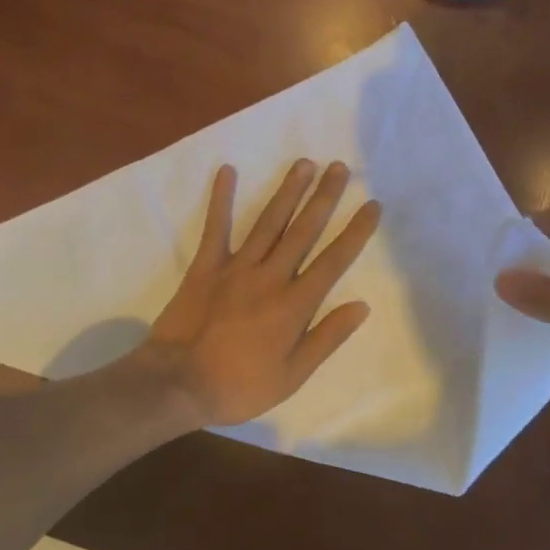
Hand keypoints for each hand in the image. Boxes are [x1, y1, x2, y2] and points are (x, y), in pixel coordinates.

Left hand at [139, 160, 380, 426]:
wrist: (178, 384)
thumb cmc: (239, 385)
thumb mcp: (292, 375)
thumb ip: (326, 338)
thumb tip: (361, 306)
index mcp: (294, 304)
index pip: (333, 260)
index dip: (355, 231)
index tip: (371, 205)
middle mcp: (270, 276)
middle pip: (303, 230)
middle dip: (324, 197)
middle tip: (339, 167)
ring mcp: (236, 267)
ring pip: (269, 222)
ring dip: (288, 191)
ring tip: (304, 163)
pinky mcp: (205, 266)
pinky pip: (216, 227)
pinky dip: (220, 198)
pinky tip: (227, 170)